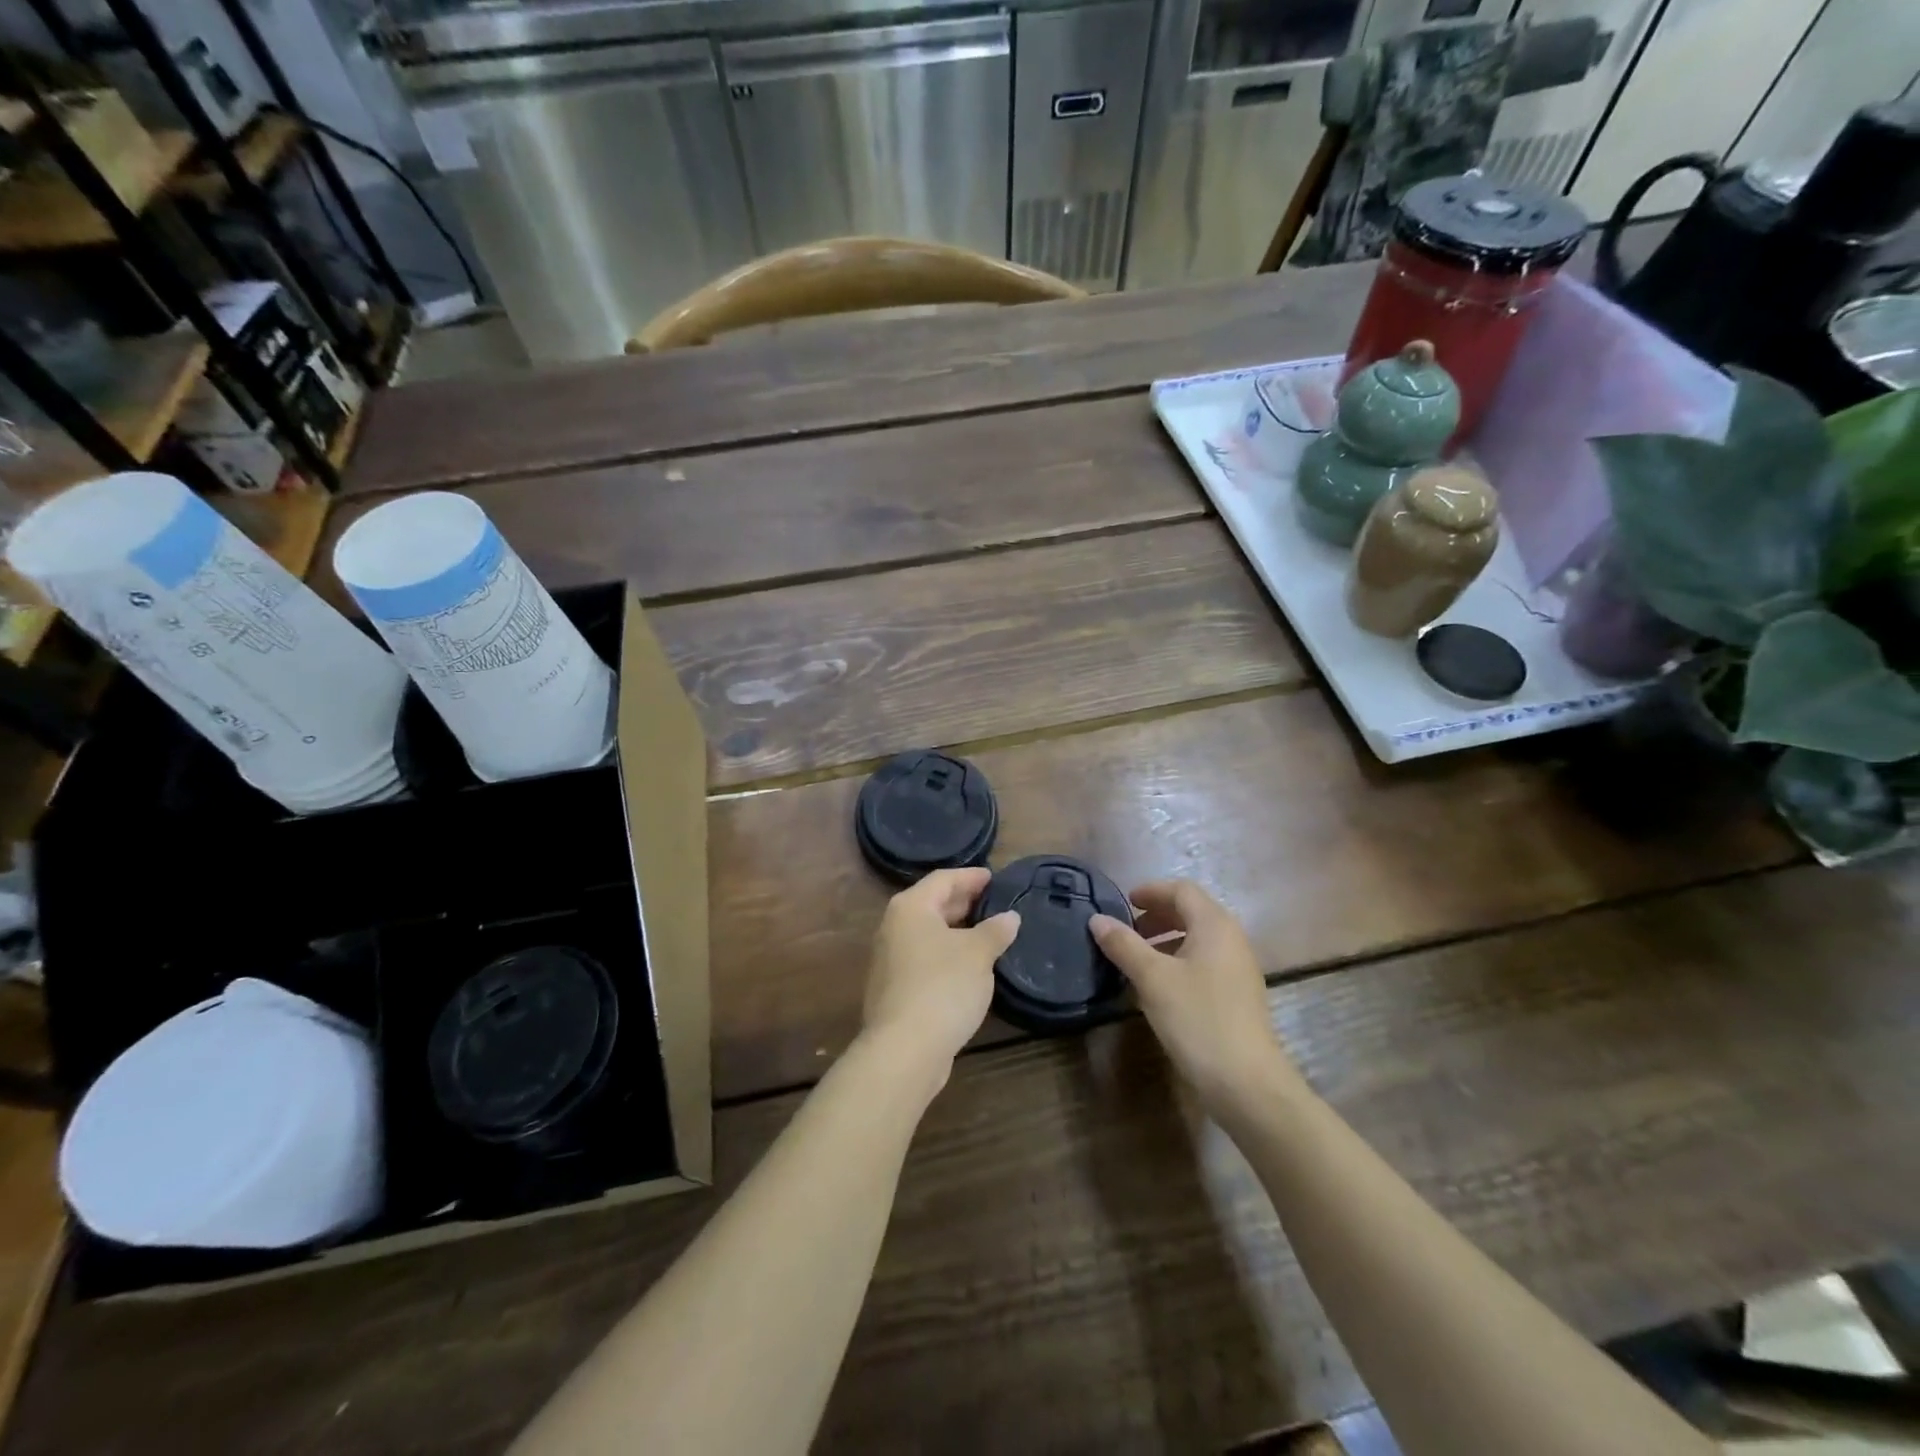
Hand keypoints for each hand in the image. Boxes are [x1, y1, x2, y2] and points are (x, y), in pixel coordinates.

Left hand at [862, 867, 1019, 1081]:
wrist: (905, 1049)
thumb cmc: (943, 987)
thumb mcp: (978, 954)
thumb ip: (995, 931)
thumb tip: (1010, 917)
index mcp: (911, 908)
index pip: (943, 879)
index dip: (970, 876)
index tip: (994, 877)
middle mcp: (894, 927)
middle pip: (932, 904)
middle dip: (963, 902)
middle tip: (993, 902)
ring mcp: (890, 959)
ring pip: (928, 933)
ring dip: (956, 930)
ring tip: (987, 932)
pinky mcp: (895, 988)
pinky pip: (925, 958)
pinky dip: (947, 954)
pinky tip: (969, 966)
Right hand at [1090, 881, 1301, 1120]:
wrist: (1246, 1083)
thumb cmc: (1198, 1018)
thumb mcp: (1152, 979)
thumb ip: (1123, 945)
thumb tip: (1097, 919)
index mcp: (1215, 925)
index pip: (1182, 890)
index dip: (1151, 891)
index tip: (1124, 903)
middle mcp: (1232, 939)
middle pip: (1192, 912)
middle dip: (1158, 915)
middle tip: (1127, 931)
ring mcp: (1239, 969)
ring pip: (1199, 939)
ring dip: (1167, 939)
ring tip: (1138, 959)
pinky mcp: (1239, 996)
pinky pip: (1205, 962)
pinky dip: (1179, 961)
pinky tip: (1160, 987)